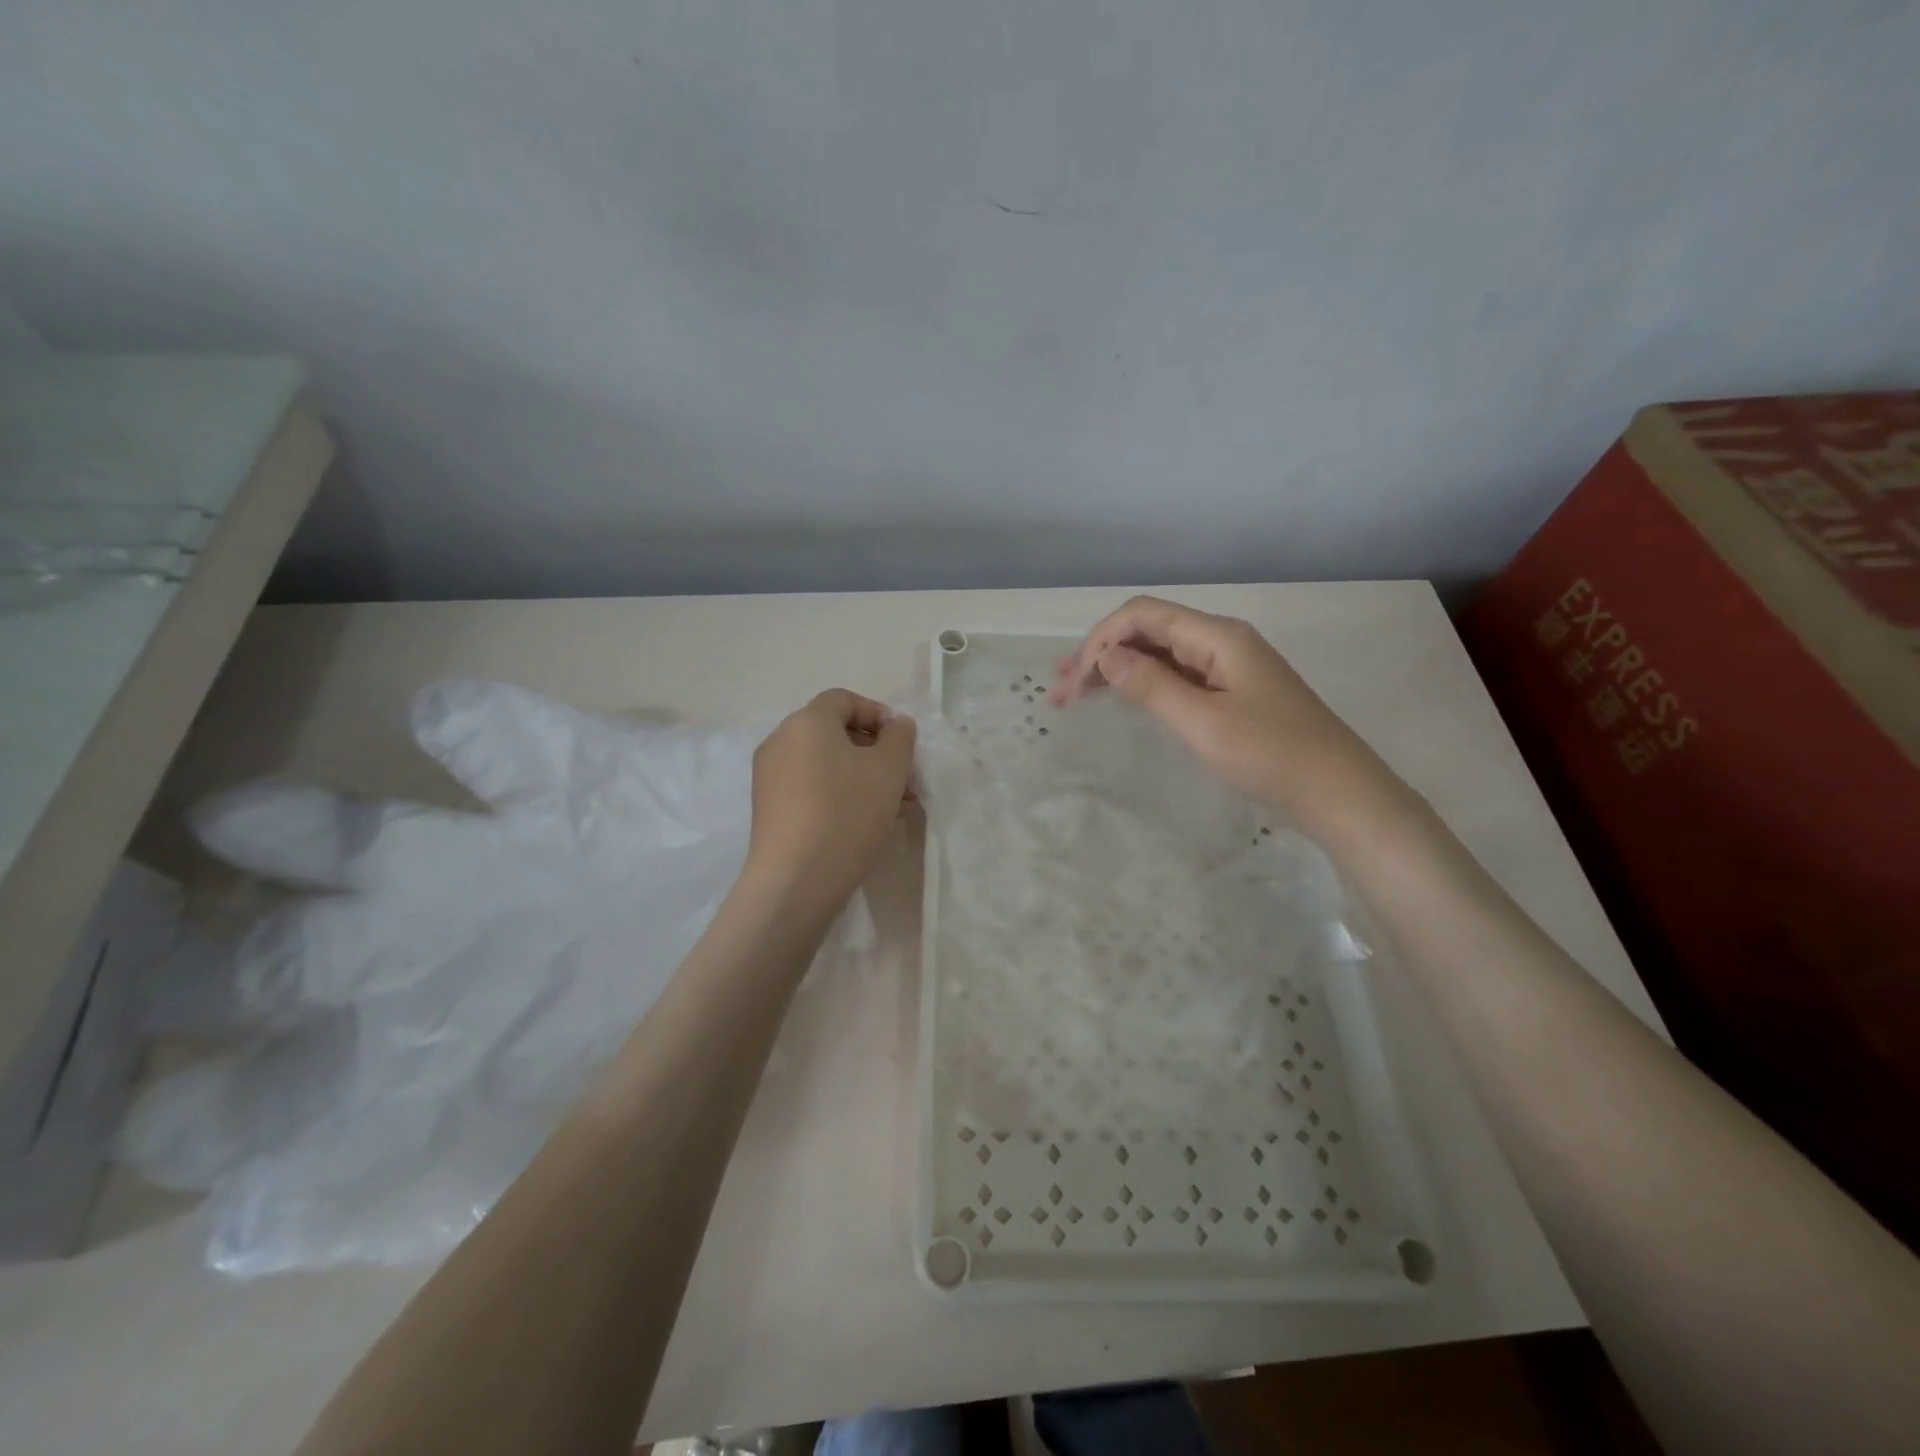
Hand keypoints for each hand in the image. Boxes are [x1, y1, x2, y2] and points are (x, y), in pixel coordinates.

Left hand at [744, 689, 915, 917]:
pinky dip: (836, 793)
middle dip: (873, 751)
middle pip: (833, 732)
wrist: (795, 880)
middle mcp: (780, 740)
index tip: (902, 744)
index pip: (844, 700)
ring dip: (859, 775)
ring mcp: (769, 775)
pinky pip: (808, 786)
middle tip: (902, 780)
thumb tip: (895, 724)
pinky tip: (861, 822)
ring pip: (823, 762)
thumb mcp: (889, 770)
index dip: (878, 714)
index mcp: (807, 721)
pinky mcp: (767, 807)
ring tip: (890, 806)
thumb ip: (899, 737)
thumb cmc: (847, 813)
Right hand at [1050, 596, 1386, 820]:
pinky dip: (1142, 684)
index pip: (1142, 616)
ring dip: (1116, 669)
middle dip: (1100, 654)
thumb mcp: (1202, 722)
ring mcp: (1227, 666)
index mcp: (1216, 636)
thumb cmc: (1270, 755)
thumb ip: (1150, 685)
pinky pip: (1176, 675)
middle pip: (1148, 631)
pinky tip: (1120, 698)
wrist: (1337, 792)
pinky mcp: (1231, 691)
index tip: (1073, 683)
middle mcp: (1220, 640)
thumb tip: (1105, 655)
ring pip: (1159, 654)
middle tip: (1058, 690)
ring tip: (1075, 694)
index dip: (1100, 641)